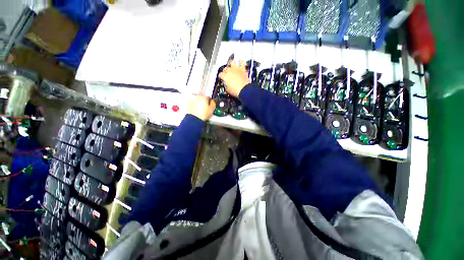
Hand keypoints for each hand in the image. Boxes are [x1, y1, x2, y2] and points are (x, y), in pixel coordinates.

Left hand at [187, 95, 215, 120]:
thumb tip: (212, 101)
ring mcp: (192, 100)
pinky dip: (194, 106)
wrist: (195, 119)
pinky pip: (192, 103)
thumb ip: (213, 103)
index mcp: (204, 97)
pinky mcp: (188, 104)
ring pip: (197, 100)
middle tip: (205, 108)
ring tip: (200, 110)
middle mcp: (198, 97)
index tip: (210, 105)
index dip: (210, 102)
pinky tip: (196, 110)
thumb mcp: (212, 109)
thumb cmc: (203, 114)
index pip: (208, 97)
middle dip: (204, 102)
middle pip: (202, 98)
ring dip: (199, 103)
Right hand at [218, 61, 250, 97]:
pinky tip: (240, 64)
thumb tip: (226, 85)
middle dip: (225, 71)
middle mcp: (230, 71)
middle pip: (225, 68)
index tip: (222, 79)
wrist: (244, 90)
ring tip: (231, 66)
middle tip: (226, 74)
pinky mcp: (243, 69)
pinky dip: (240, 63)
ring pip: (231, 62)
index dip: (221, 77)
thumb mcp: (227, 90)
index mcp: (225, 76)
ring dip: (230, 64)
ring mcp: (236, 69)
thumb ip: (225, 85)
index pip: (220, 75)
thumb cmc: (236, 91)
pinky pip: (241, 63)